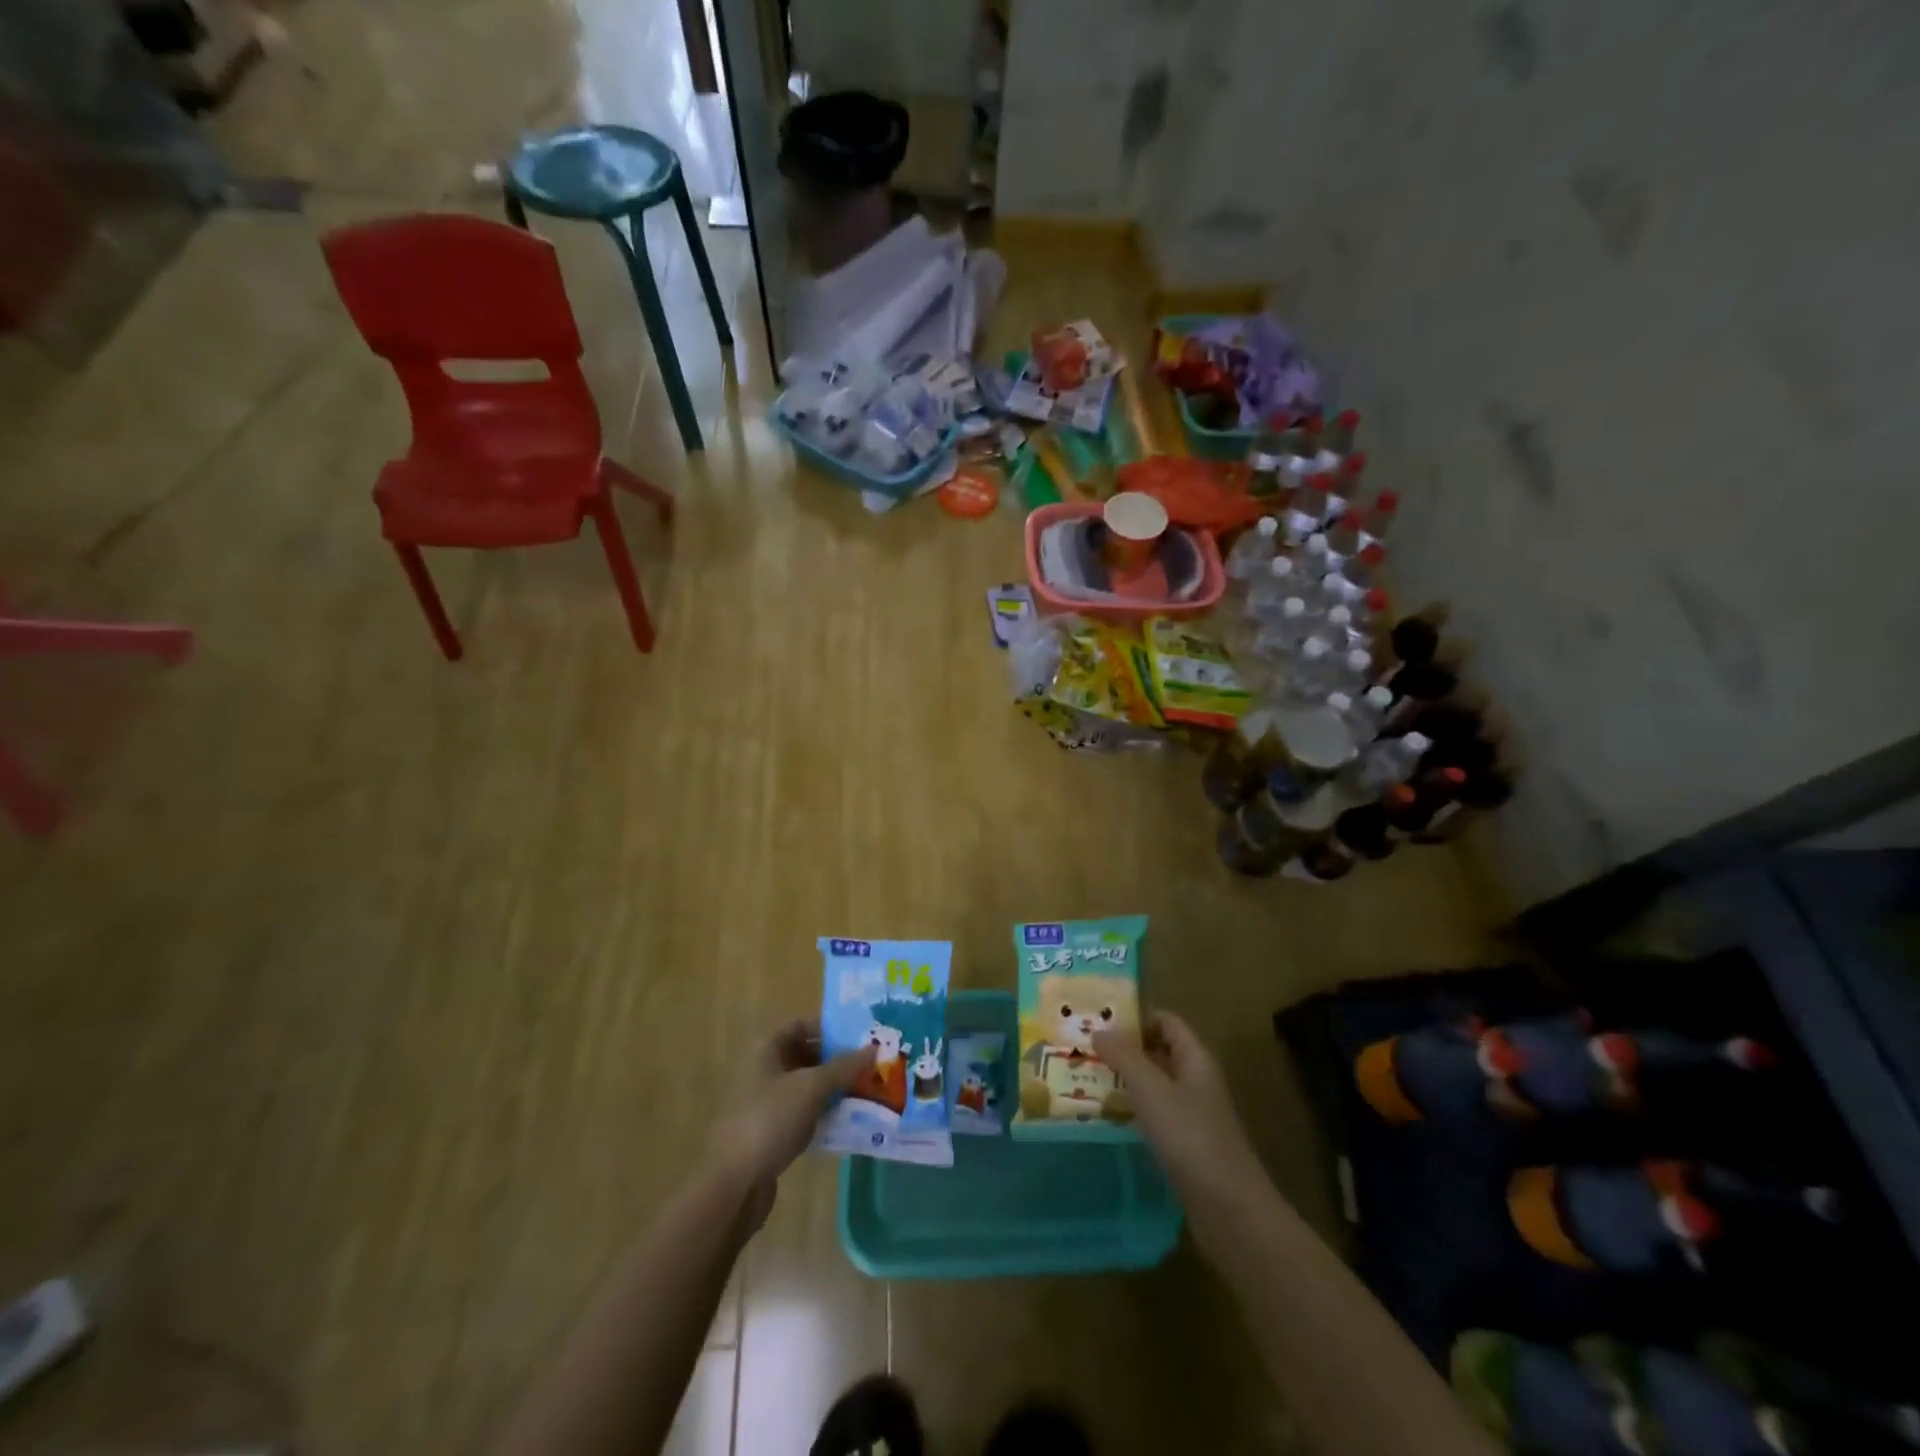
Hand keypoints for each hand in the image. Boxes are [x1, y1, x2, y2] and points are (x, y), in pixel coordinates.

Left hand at [711, 1019, 874, 1223]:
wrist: (734, 1184)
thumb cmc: (770, 1120)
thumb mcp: (811, 1087)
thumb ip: (843, 1066)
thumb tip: (874, 1048)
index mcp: (766, 1050)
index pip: (800, 1025)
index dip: (828, 1027)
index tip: (859, 1037)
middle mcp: (763, 1070)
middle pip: (805, 1054)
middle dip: (836, 1060)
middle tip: (870, 1065)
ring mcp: (765, 1102)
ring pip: (806, 1086)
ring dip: (833, 1088)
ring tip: (867, 1090)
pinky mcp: (770, 1131)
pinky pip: (802, 1112)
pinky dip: (823, 1112)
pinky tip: (847, 1120)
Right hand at [1093, 1012, 1272, 1244]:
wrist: (1229, 1209)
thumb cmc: (1189, 1137)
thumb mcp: (1150, 1088)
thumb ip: (1124, 1056)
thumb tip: (1100, 1030)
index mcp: (1196, 1058)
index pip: (1166, 1021)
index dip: (1136, 1016)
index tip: (1100, 1019)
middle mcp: (1197, 1081)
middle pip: (1160, 1051)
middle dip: (1125, 1048)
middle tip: (1086, 1048)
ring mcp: (1194, 1115)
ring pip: (1156, 1085)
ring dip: (1126, 1080)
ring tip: (1086, 1078)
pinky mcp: (1187, 1145)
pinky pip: (1156, 1115)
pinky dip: (1133, 1110)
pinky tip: (1108, 1117)